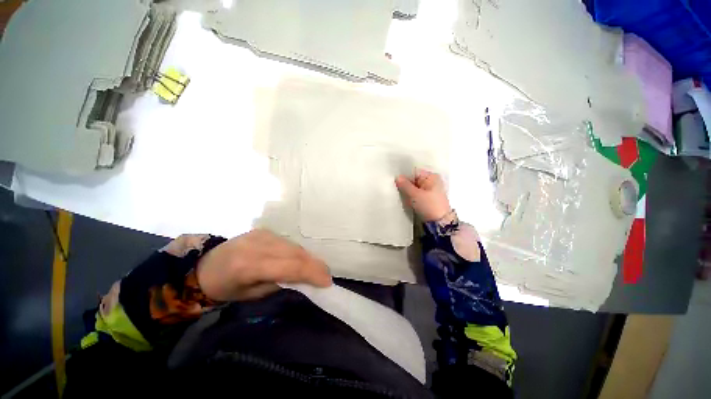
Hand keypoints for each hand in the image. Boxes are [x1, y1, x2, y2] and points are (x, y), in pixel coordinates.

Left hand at [196, 230, 331, 301]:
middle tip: (327, 275)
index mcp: (250, 265)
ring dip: (309, 258)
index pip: (290, 266)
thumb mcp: (252, 295)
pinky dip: (298, 252)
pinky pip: (288, 243)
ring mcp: (263, 234)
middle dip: (315, 265)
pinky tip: (302, 259)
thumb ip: (280, 284)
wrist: (204, 266)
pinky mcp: (265, 231)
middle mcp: (258, 245)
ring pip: (295, 246)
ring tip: (317, 269)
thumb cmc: (226, 288)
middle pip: (296, 253)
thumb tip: (304, 278)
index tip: (327, 281)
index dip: (312, 272)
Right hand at [395, 169, 450, 221]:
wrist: (439, 223)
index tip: (395, 181)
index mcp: (431, 177)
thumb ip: (405, 185)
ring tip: (399, 194)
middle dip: (405, 184)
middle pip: (414, 180)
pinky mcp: (428, 199)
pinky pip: (417, 194)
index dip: (404, 176)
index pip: (414, 172)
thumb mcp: (415, 195)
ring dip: (408, 191)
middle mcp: (432, 181)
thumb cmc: (428, 206)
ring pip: (415, 188)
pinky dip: (411, 196)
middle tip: (395, 188)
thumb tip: (397, 177)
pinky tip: (405, 199)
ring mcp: (430, 191)